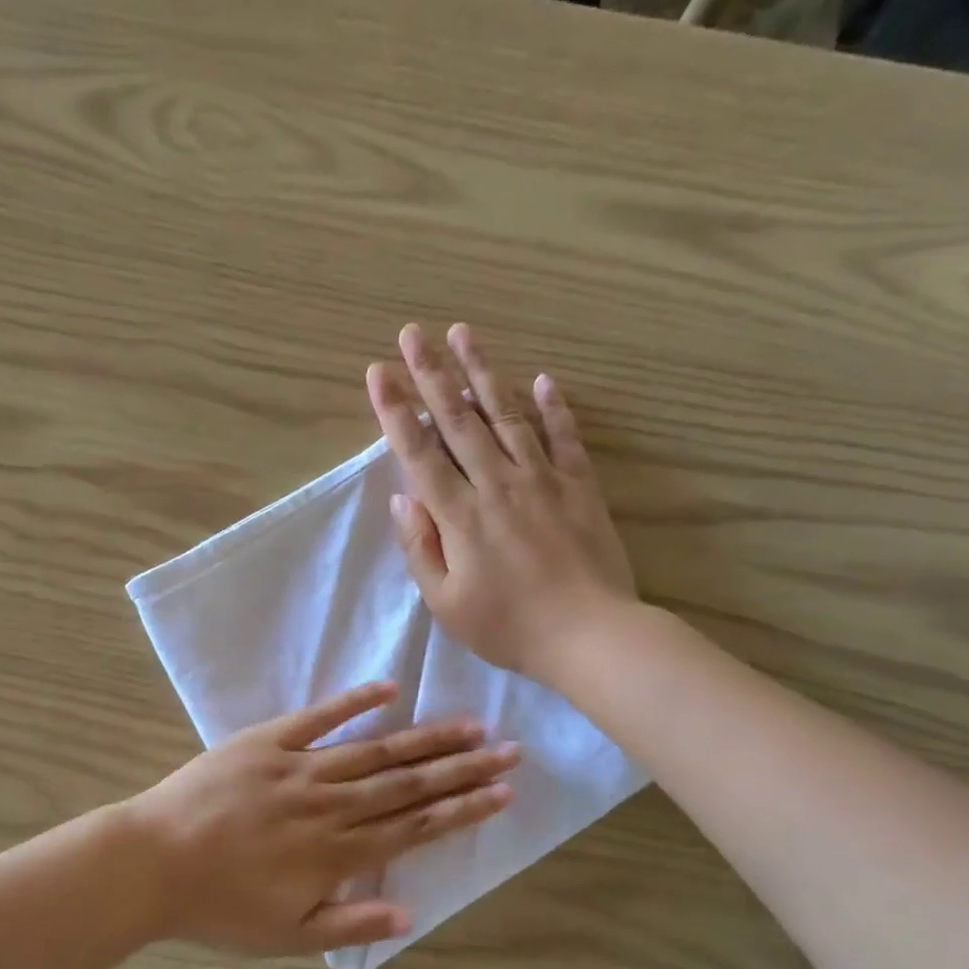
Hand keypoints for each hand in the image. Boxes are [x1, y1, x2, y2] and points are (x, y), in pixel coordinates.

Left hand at [128, 681, 519, 954]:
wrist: (152, 862)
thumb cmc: (218, 907)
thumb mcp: (285, 937)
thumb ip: (350, 926)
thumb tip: (412, 914)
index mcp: (336, 853)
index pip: (414, 827)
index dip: (462, 809)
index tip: (502, 792)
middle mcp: (329, 805)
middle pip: (407, 784)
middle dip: (462, 768)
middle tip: (508, 749)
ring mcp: (298, 768)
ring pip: (374, 751)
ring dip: (425, 737)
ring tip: (469, 724)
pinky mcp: (266, 742)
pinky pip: (318, 718)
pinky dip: (354, 703)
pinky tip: (389, 688)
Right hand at [367, 323, 636, 678]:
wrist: (590, 635)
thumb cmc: (509, 628)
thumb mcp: (446, 604)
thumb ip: (420, 548)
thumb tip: (401, 499)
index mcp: (459, 516)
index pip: (418, 452)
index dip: (394, 410)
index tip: (378, 372)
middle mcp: (496, 484)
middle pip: (458, 420)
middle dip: (431, 374)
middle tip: (413, 332)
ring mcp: (542, 480)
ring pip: (506, 415)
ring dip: (483, 372)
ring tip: (464, 333)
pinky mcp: (580, 486)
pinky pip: (564, 437)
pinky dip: (554, 407)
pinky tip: (543, 379)